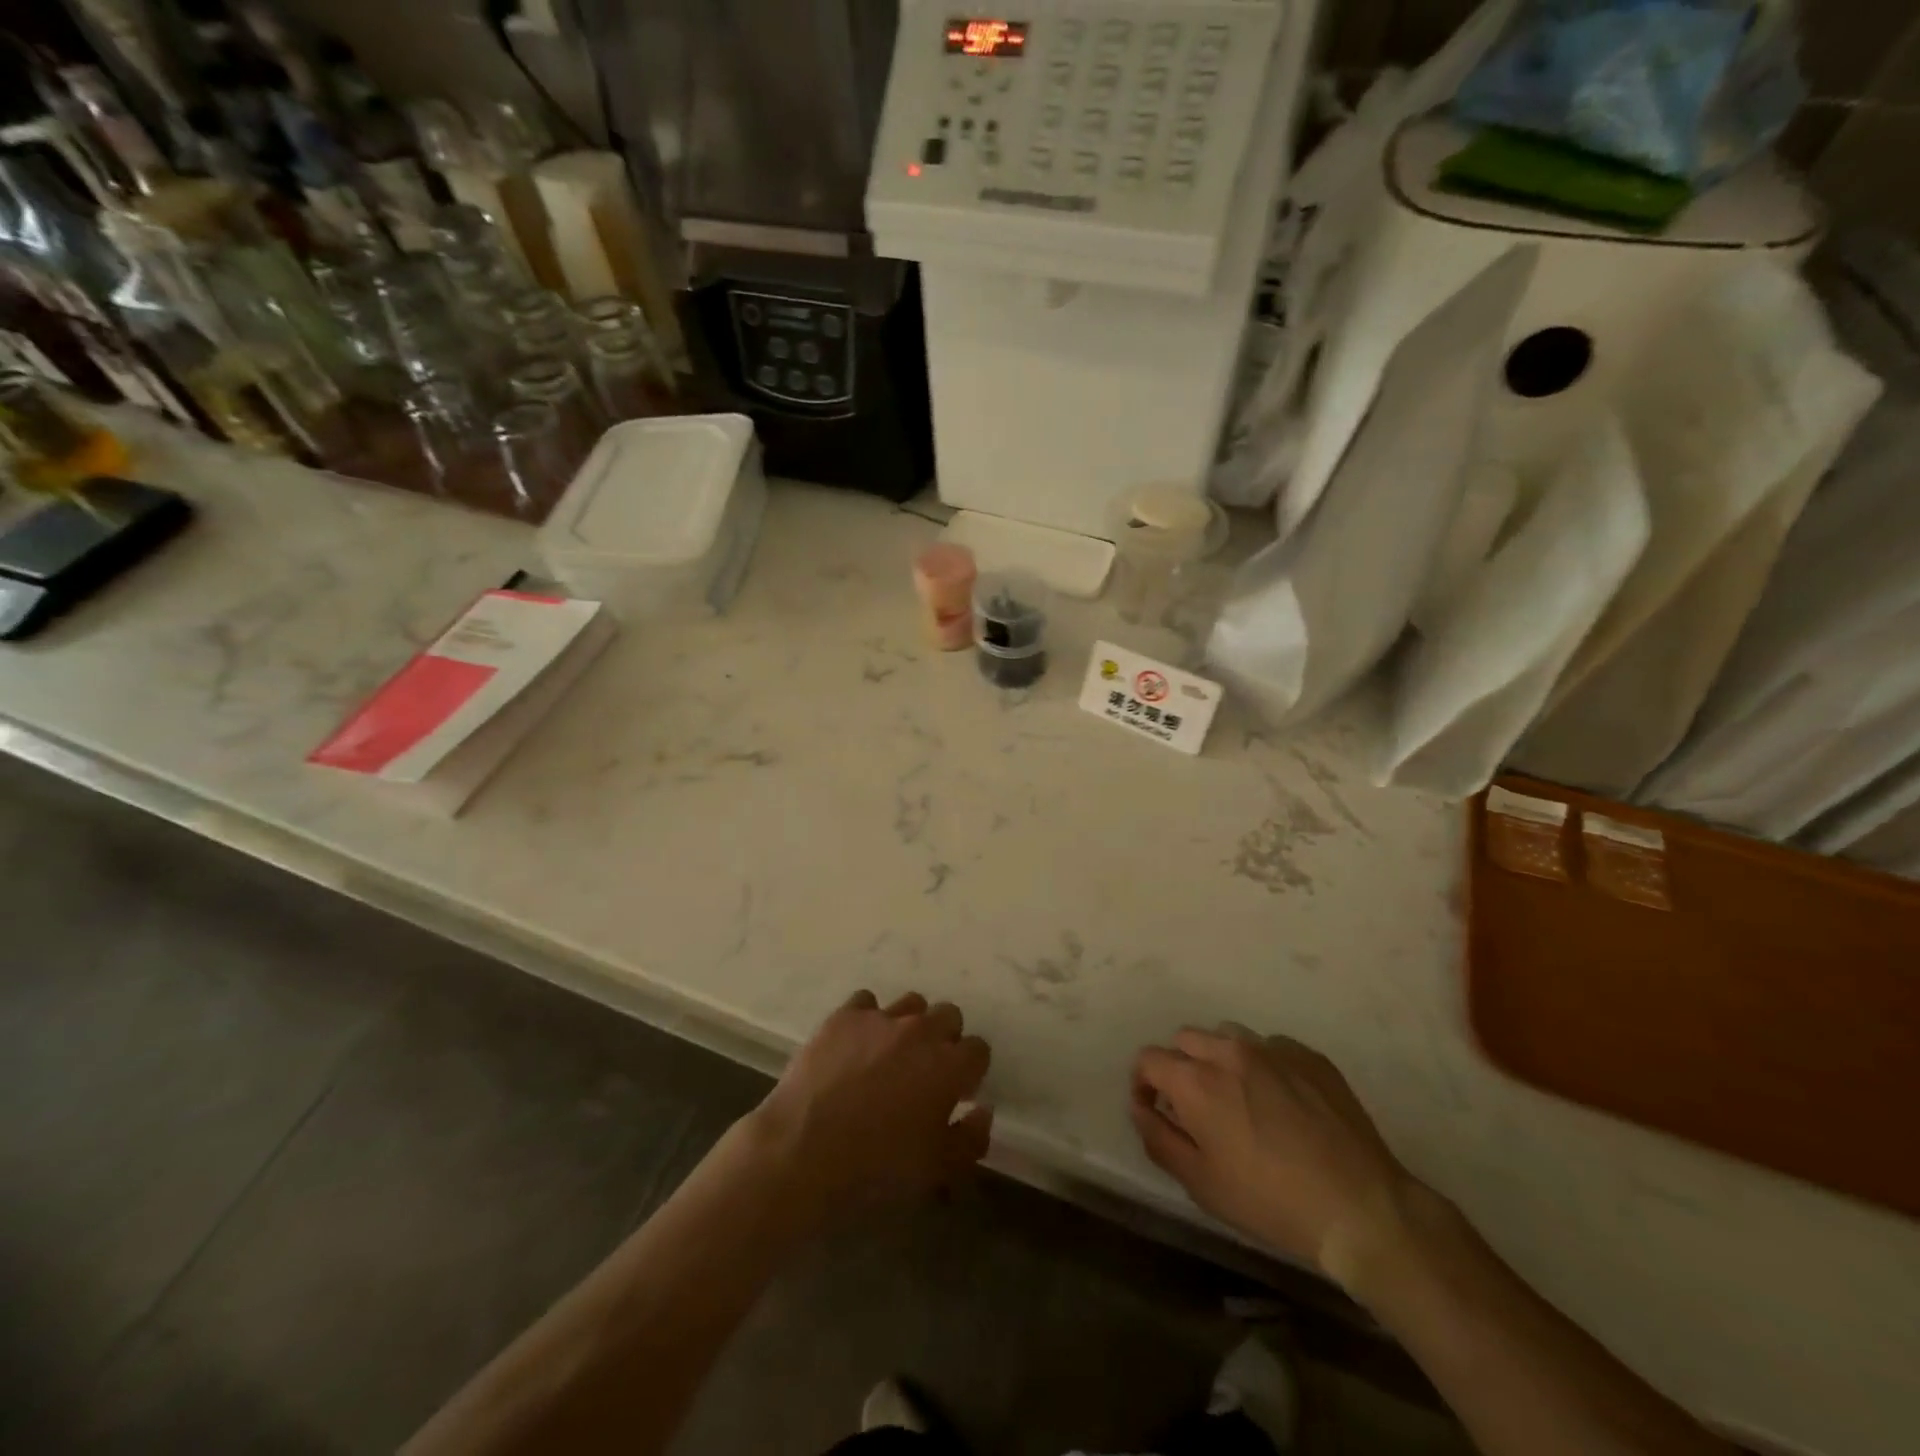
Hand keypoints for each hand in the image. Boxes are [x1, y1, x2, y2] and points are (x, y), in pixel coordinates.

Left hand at [748, 990, 992, 1227]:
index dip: (970, 1072)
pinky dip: (867, 1019)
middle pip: (949, 1016)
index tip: (956, 1093)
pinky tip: (855, 1045)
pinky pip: (866, 1002)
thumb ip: (970, 1139)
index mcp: (950, 1066)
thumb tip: (982, 1111)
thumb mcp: (935, 1170)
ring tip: (890, 1054)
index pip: (978, 1050)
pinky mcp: (844, 1016)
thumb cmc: (876, 1169)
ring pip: (911, 1003)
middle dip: (944, 1040)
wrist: (802, 1151)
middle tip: (925, 1072)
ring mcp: (881, 1018)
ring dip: (910, 1024)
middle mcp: (921, 1031)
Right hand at [1131, 1026, 1413, 1284]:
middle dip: (1179, 1065)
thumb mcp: (1201, 1183)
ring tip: (1237, 1096)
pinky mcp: (1309, 1056)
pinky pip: (1271, 1046)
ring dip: (1219, 1058)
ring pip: (1228, 1036)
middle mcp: (1229, 1051)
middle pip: (1186, 1039)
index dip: (1143, 1082)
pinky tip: (1281, 1101)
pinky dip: (1262, 1065)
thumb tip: (1140, 1108)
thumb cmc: (1270, 1201)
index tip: (1152, 1107)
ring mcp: (1273, 1049)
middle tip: (1194, 1104)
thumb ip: (1159, 1138)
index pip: (1149, 1058)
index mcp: (1196, 1081)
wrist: (1360, 1207)